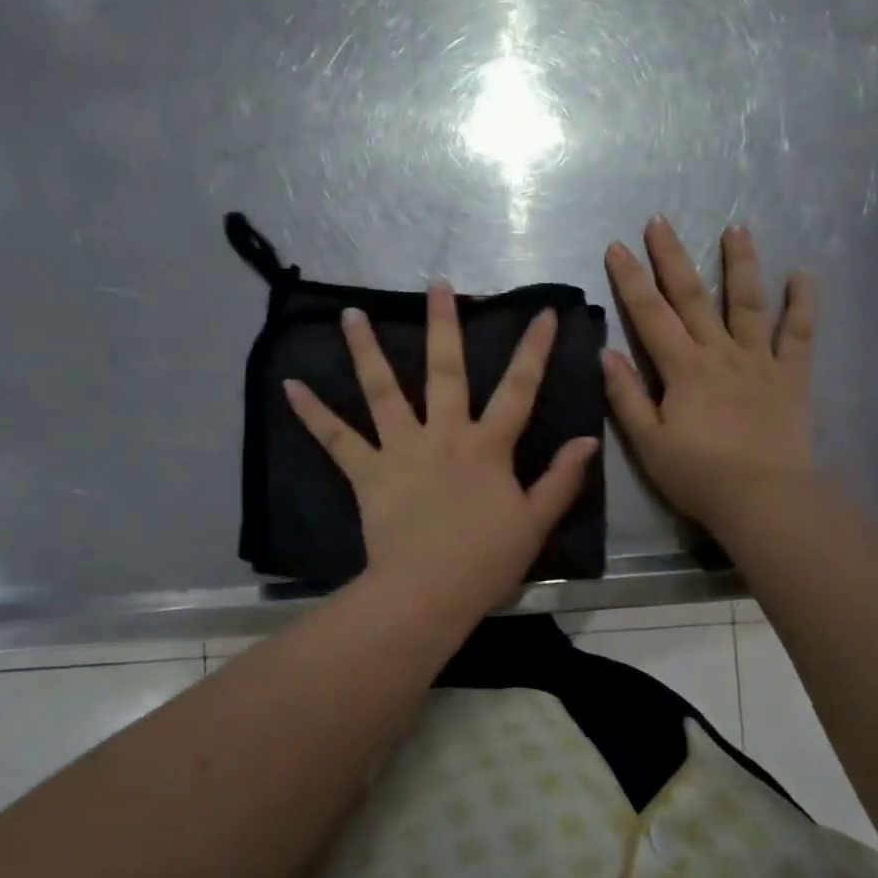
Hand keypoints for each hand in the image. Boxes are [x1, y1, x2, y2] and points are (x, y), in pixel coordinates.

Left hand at [284, 284, 599, 618]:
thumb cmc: (486, 561)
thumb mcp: (535, 522)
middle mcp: (443, 435)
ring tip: (350, 314)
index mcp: (487, 447)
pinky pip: (336, 439)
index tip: (542, 313)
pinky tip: (289, 386)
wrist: (428, 592)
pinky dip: (313, 414)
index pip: (518, 389)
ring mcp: (401, 450)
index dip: (534, 350)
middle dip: (443, 326)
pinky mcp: (367, 473)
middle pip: (445, 372)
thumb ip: (561, 479)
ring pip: (382, 391)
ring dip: (366, 351)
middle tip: (437, 286)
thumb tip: (587, 440)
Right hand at [603, 216, 817, 535]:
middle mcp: (720, 353)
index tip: (617, 247)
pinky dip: (802, 304)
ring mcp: (759, 361)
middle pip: (693, 297)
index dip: (631, 280)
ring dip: (740, 264)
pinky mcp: (791, 376)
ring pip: (748, 303)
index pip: (650, 315)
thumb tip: (606, 353)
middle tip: (660, 220)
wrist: (763, 499)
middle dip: (673, 257)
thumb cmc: (698, 475)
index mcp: (682, 368)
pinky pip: (799, 335)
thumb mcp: (649, 442)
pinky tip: (804, 275)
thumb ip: (627, 396)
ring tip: (736, 228)